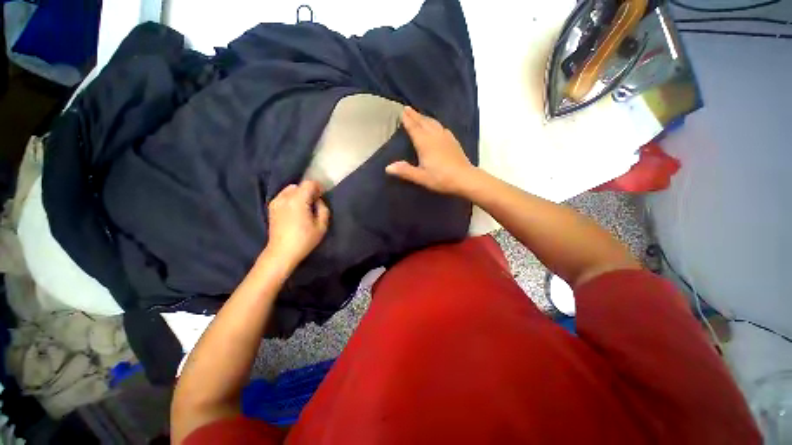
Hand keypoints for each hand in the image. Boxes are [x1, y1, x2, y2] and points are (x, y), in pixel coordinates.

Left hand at [265, 180, 329, 268]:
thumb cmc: (304, 240)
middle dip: (308, 191)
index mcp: (298, 200)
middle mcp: (285, 197)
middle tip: (315, 202)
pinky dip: (291, 198)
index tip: (323, 195)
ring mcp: (276, 202)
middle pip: (299, 186)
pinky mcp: (271, 208)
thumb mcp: (322, 226)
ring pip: (290, 190)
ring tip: (304, 206)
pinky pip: (283, 196)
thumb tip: (318, 201)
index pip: (309, 183)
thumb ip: (323, 209)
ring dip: (299, 194)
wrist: (282, 252)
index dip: (318, 187)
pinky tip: (295, 210)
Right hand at [385, 106, 475, 194]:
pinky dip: (436, 123)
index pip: (414, 128)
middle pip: (423, 122)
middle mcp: (434, 136)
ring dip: (425, 117)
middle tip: (408, 108)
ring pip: (433, 123)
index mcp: (425, 143)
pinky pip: (442, 127)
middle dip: (415, 115)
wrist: (465, 178)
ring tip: (419, 114)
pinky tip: (437, 126)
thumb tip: (387, 167)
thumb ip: (405, 171)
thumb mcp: (421, 177)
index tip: (402, 111)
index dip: (408, 120)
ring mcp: (445, 137)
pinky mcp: (453, 141)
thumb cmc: (441, 178)